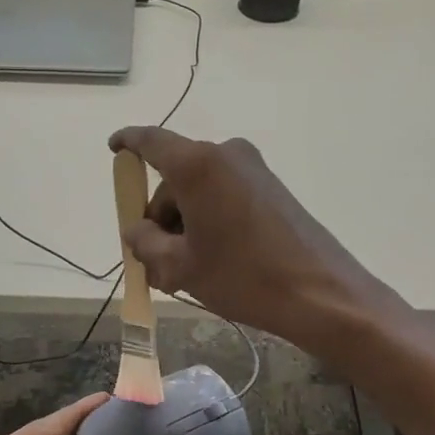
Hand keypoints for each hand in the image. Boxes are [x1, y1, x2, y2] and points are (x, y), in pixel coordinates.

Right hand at [108, 126, 384, 349]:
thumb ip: (145, 242)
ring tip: (184, 272)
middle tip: (153, 262)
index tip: (113, 149)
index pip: (150, 141)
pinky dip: (208, 221)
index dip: (127, 143)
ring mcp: (252, 170)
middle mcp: (225, 155)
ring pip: (198, 190)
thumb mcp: (180, 266)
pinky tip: (211, 260)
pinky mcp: (270, 188)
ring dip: (183, 224)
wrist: (322, 294)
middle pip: (174, 178)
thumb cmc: (243, 276)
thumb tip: (136, 230)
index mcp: (197, 165)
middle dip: (159, 216)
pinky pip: (223, 196)